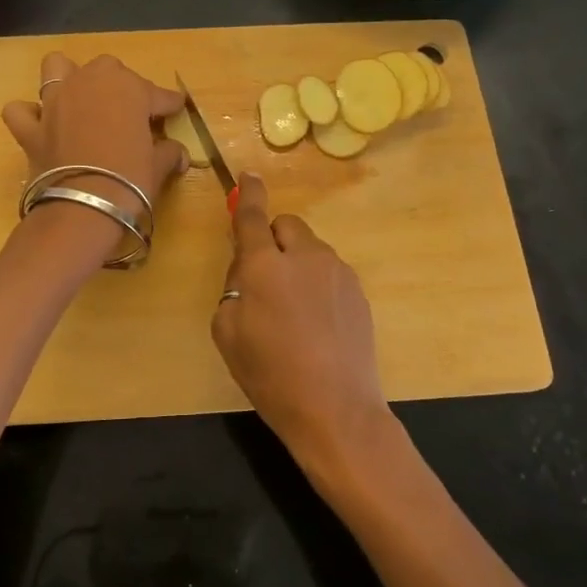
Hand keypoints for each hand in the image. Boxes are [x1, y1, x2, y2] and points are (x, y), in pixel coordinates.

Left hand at [2, 52, 189, 261]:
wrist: (83, 207)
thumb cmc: (130, 180)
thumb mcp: (158, 166)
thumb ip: (169, 153)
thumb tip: (179, 153)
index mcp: (128, 88)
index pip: (158, 93)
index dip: (169, 105)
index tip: (176, 111)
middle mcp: (90, 83)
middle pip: (108, 69)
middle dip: (120, 85)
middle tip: (129, 113)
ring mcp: (55, 102)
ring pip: (57, 68)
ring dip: (68, 78)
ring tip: (80, 99)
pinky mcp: (31, 127)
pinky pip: (21, 111)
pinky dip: (30, 116)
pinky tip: (41, 126)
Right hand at [211, 173, 393, 468]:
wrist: (335, 409)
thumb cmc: (270, 374)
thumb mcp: (227, 332)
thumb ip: (233, 287)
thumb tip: (248, 268)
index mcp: (265, 265)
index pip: (254, 216)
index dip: (249, 194)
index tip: (249, 176)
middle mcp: (304, 256)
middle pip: (287, 226)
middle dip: (272, 239)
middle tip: (263, 277)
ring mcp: (338, 272)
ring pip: (310, 249)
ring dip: (296, 263)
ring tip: (293, 311)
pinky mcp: (358, 291)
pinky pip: (329, 272)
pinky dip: (317, 283)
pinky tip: (316, 323)